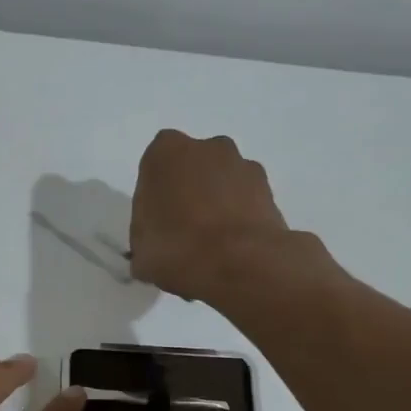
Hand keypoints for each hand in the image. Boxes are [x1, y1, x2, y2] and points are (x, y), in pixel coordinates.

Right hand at [130, 130, 331, 303]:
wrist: (242, 263)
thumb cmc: (178, 248)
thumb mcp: (141, 252)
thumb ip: (144, 240)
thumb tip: (153, 250)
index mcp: (166, 153)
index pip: (154, 166)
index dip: (154, 195)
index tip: (155, 222)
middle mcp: (207, 147)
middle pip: (192, 168)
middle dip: (188, 192)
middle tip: (182, 231)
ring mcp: (243, 166)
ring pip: (222, 181)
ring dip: (216, 203)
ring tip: (212, 245)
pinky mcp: (270, 190)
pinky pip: (246, 200)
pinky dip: (240, 217)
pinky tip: (233, 249)